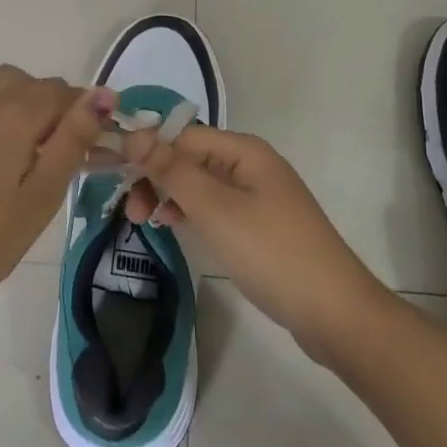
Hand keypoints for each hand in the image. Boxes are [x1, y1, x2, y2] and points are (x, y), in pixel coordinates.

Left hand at [0, 25, 110, 310]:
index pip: (66, 98)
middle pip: (38, 88)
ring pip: (3, 80)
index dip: (88, 117)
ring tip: (38, 125)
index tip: (100, 145)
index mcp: (20, 118)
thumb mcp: (43, 195)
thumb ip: (72, 140)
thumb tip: (103, 94)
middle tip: (72, 150)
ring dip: (26, 92)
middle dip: (61, 109)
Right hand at [122, 124, 390, 363]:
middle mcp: (251, 164)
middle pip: (191, 158)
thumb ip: (173, 170)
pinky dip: (190, 213)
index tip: (112, 172)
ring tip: (143, 222)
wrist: (335, 313)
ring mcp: (258, 196)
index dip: (147, 149)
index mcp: (244, 150)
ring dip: (169, 196)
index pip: (183, 136)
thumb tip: (134, 132)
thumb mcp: (215, 209)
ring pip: (200, 184)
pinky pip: (215, 206)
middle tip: (129, 211)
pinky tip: (173, 226)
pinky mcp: (260, 225)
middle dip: (156, 176)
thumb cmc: (271, 253)